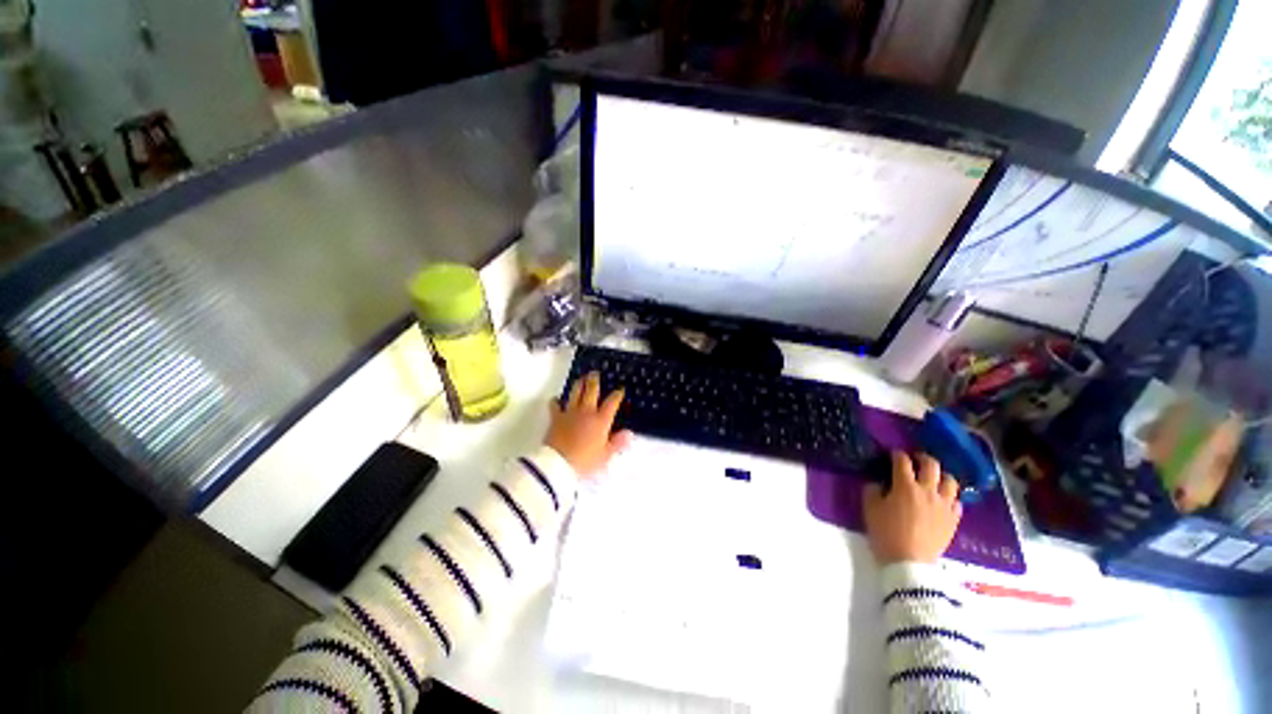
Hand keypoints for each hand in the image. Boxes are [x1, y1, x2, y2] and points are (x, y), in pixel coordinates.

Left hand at [546, 373, 633, 478]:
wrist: (559, 464)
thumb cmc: (585, 461)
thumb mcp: (605, 455)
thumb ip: (617, 443)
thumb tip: (629, 433)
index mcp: (601, 420)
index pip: (612, 402)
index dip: (617, 395)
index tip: (620, 389)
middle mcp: (586, 412)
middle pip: (591, 390)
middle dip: (594, 380)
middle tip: (595, 373)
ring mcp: (570, 413)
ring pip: (575, 393)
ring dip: (578, 384)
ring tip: (580, 378)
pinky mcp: (556, 417)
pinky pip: (555, 405)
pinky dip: (556, 401)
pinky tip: (556, 399)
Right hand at [863, 451, 961, 563]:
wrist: (909, 562)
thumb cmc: (885, 532)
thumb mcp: (870, 508)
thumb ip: (872, 490)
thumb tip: (879, 483)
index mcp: (905, 486)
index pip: (902, 461)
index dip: (897, 454)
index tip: (893, 454)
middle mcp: (928, 491)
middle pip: (931, 465)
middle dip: (922, 458)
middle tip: (915, 460)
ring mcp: (944, 505)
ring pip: (950, 481)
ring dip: (941, 476)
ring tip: (933, 480)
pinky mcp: (953, 520)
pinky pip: (956, 502)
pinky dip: (949, 498)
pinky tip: (942, 501)